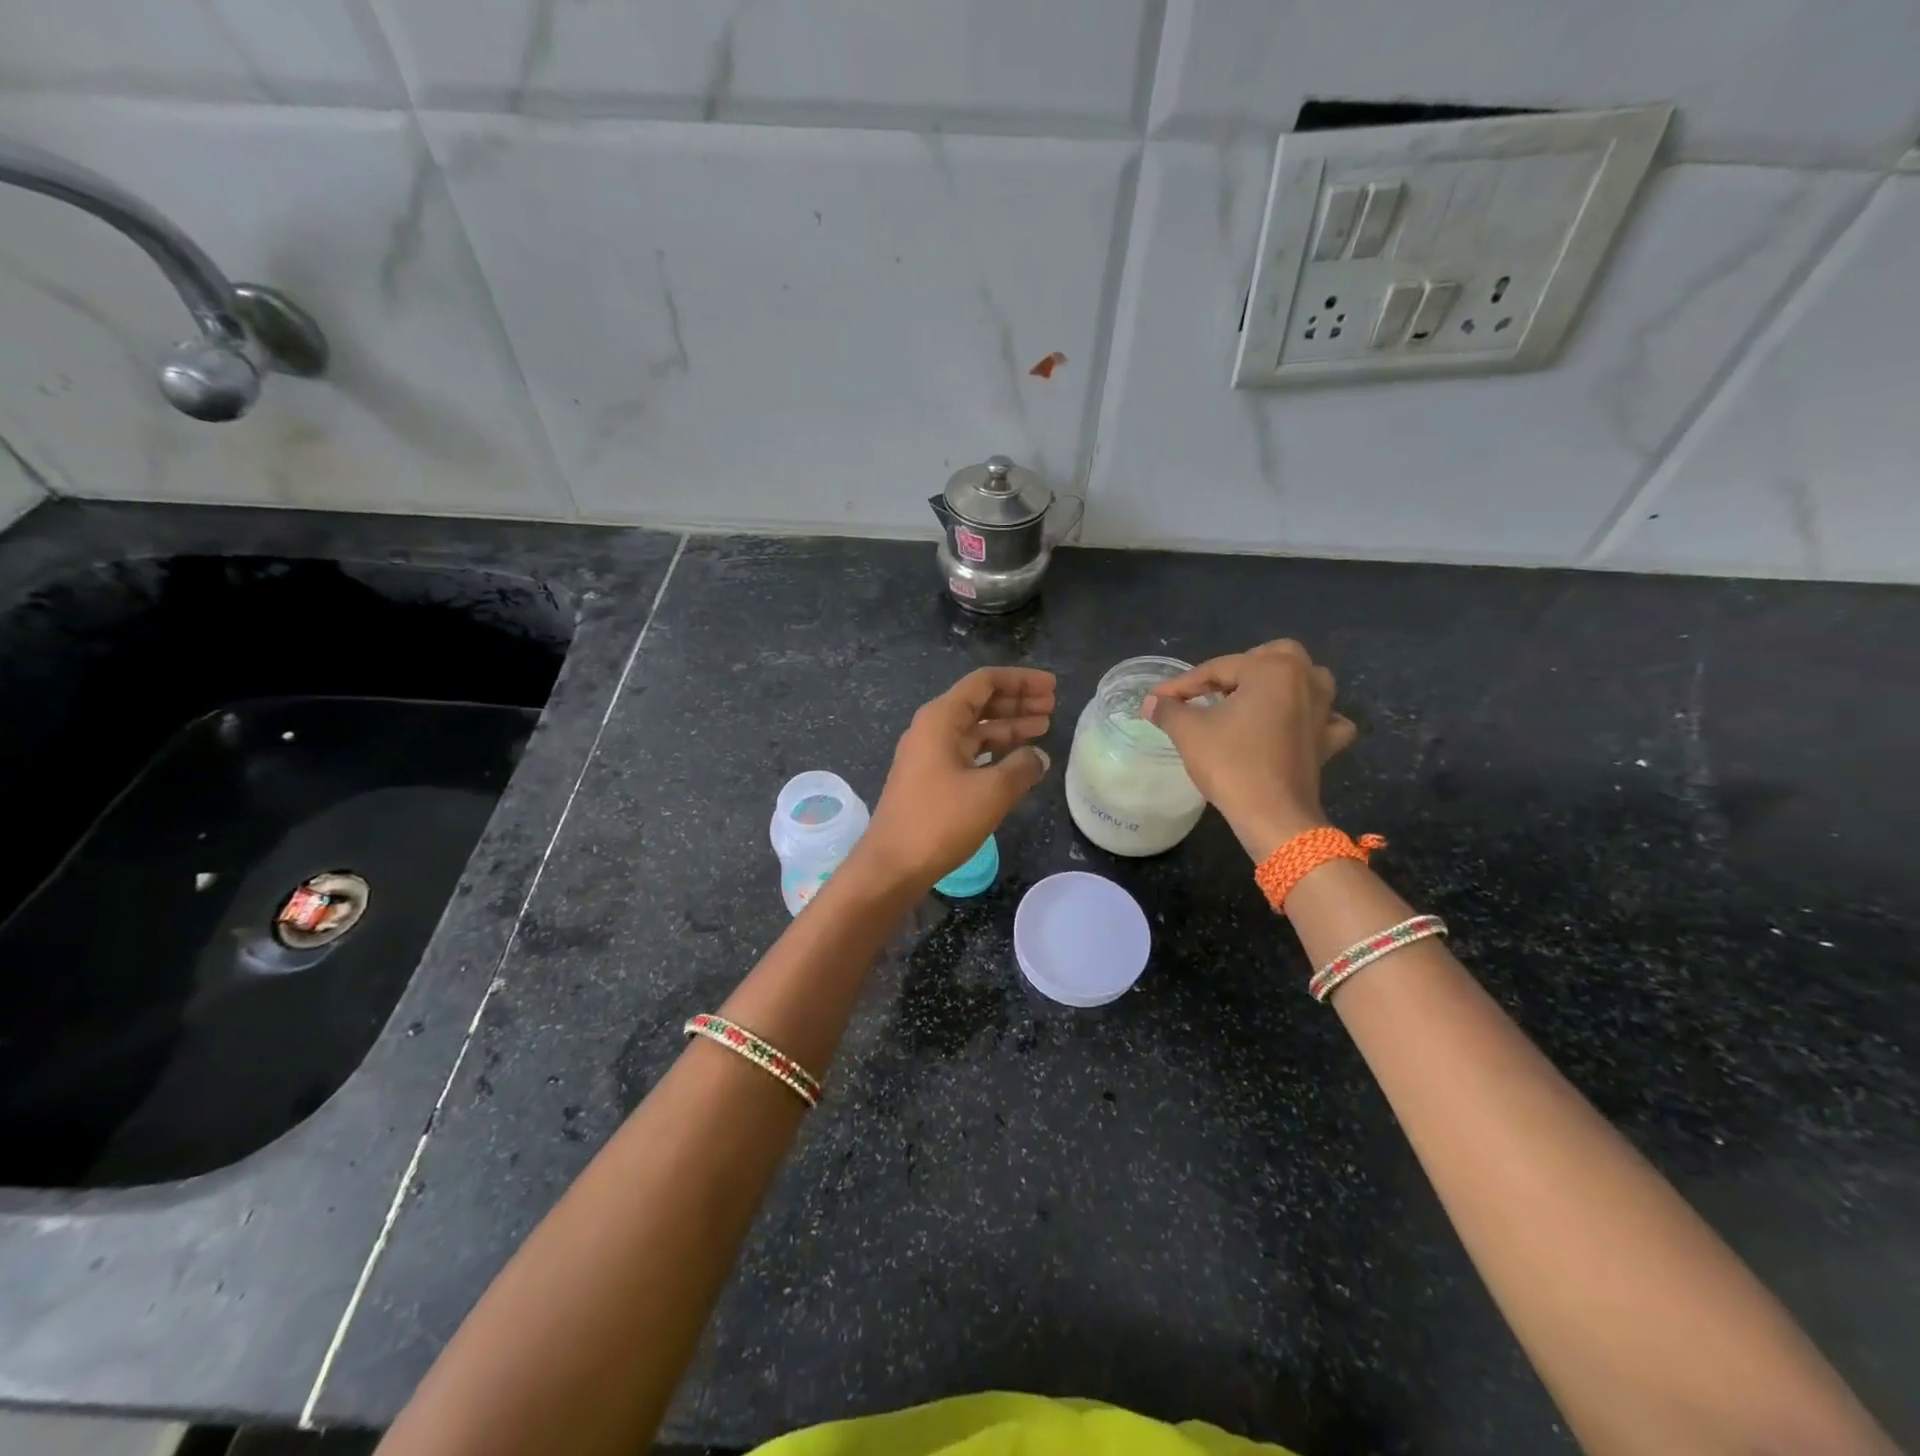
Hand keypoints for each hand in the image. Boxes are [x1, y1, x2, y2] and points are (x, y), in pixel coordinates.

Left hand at [857, 667, 1055, 889]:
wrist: (893, 865)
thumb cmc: (940, 821)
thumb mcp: (991, 791)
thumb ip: (1022, 767)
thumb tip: (1039, 757)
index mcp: (941, 718)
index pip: (985, 682)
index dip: (1021, 681)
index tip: (1051, 687)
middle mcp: (932, 728)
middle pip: (980, 702)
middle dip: (1018, 702)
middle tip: (1052, 705)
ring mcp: (929, 754)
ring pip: (975, 729)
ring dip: (1009, 727)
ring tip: (1044, 728)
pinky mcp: (930, 778)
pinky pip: (968, 752)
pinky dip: (994, 751)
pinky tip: (1018, 759)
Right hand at [1143, 640, 1355, 861]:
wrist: (1273, 816)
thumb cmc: (1231, 764)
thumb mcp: (1189, 732)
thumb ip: (1168, 709)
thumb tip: (1152, 702)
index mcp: (1272, 669)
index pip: (1218, 668)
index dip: (1182, 684)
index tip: (1157, 698)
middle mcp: (1305, 679)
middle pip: (1272, 657)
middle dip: (1240, 668)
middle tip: (1211, 689)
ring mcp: (1324, 710)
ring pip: (1306, 679)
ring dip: (1280, 683)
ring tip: (1253, 698)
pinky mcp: (1328, 741)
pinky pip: (1326, 718)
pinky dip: (1312, 717)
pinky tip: (1295, 725)